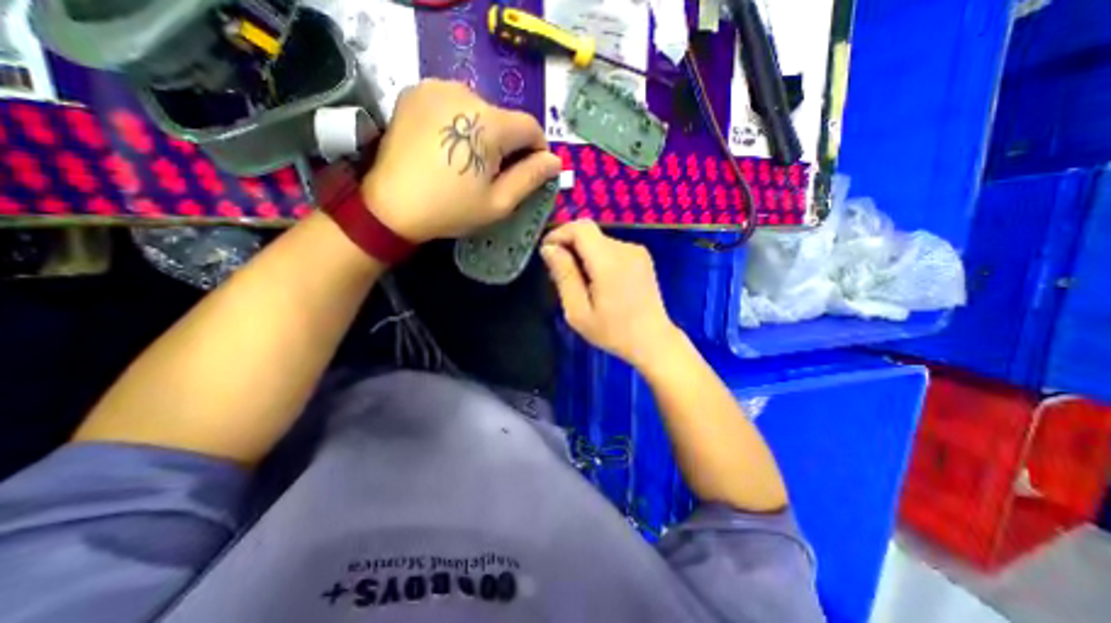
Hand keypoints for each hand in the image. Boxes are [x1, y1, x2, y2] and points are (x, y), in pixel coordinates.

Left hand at [360, 77, 559, 243]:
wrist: (391, 206)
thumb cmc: (451, 209)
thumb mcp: (499, 202)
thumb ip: (530, 178)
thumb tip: (555, 161)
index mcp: (490, 124)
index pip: (531, 127)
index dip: (537, 150)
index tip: (529, 171)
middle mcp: (466, 93)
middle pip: (504, 118)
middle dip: (508, 144)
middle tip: (493, 173)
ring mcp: (436, 88)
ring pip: (480, 109)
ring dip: (484, 132)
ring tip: (468, 160)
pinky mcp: (416, 91)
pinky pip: (454, 103)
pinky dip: (460, 122)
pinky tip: (448, 145)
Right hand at [542, 220, 681, 370]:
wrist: (653, 340)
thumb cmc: (613, 331)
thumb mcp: (578, 311)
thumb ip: (564, 275)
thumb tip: (549, 248)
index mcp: (609, 261)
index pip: (580, 228)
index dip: (559, 234)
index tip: (547, 252)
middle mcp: (625, 249)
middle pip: (589, 233)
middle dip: (570, 246)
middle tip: (561, 274)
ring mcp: (637, 251)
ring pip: (599, 241)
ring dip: (584, 254)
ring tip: (581, 282)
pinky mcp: (642, 257)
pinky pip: (611, 248)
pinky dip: (598, 258)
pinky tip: (599, 281)